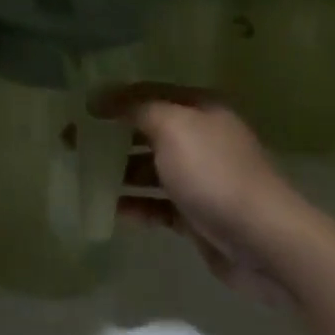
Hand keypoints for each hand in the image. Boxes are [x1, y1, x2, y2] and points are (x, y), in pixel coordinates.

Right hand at [91, 83, 300, 302]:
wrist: (264, 240)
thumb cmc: (215, 174)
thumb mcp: (173, 127)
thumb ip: (135, 108)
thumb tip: (100, 99)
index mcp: (200, 109)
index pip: (147, 94)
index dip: (112, 100)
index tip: (77, 111)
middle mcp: (201, 138)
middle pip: (146, 130)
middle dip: (110, 136)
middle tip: (70, 144)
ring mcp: (200, 178)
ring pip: (149, 169)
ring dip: (118, 171)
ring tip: (83, 176)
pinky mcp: (196, 214)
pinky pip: (157, 204)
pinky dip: (135, 205)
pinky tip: (111, 211)